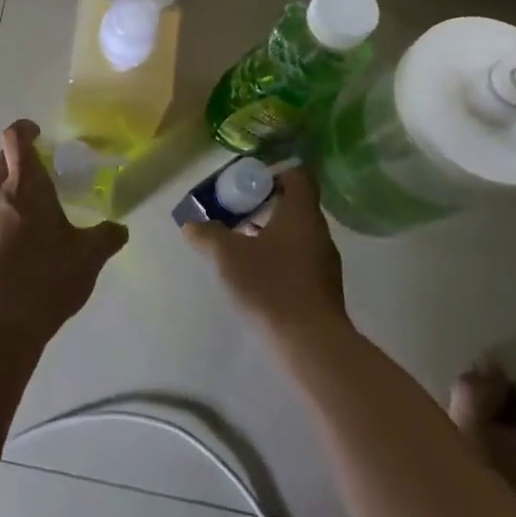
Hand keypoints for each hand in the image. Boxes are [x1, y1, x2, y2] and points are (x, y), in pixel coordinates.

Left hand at [0, 121, 127, 340]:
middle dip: (22, 161)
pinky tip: (26, 243)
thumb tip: (119, 229)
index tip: (39, 134)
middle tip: (47, 176)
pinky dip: (7, 216)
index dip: (25, 129)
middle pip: (3, 160)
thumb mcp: (88, 257)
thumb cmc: (48, 278)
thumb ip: (106, 236)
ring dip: (15, 191)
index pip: (15, 138)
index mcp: (25, 186)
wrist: (2, 324)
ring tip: (40, 214)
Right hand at [182, 167, 348, 337]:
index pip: (297, 174)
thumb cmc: (271, 286)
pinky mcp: (323, 288)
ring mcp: (324, 261)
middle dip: (265, 204)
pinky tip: (256, 273)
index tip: (248, 182)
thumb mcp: (227, 255)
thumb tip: (191, 224)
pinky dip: (279, 257)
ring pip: (296, 233)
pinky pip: (299, 258)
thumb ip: (207, 234)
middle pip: (295, 204)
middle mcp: (318, 231)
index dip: (273, 172)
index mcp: (300, 212)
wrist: (311, 344)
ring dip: (270, 232)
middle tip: (235, 210)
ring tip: (240, 242)